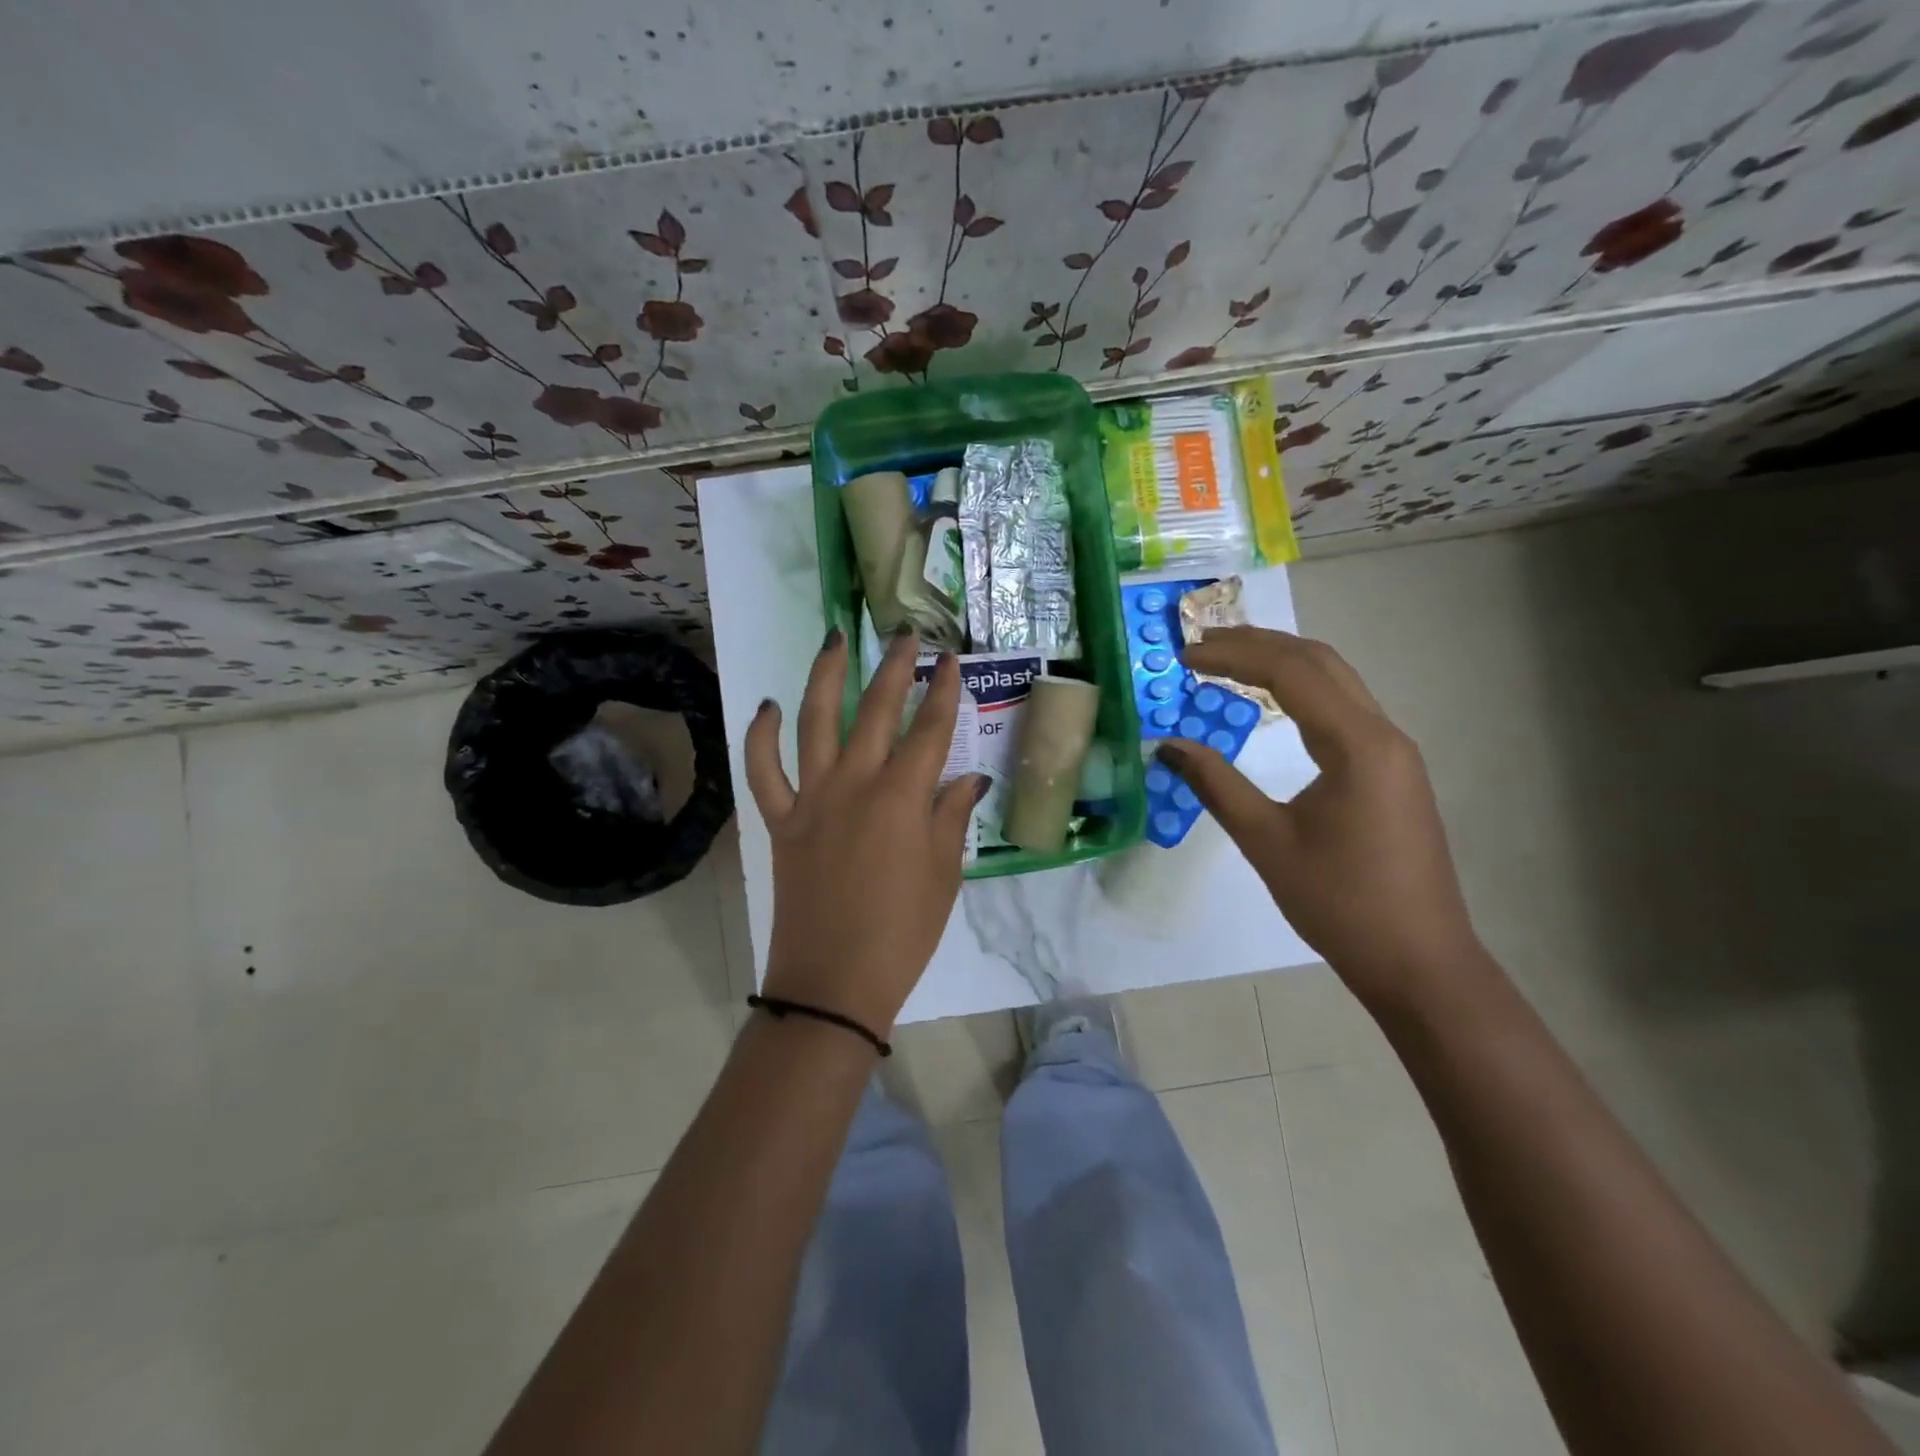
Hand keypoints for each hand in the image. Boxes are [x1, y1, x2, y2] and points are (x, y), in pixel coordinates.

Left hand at [744, 628, 984, 1035]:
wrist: (834, 981)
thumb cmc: (903, 932)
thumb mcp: (945, 875)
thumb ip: (953, 818)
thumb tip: (968, 779)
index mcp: (903, 798)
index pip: (930, 730)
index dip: (944, 692)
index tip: (951, 661)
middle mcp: (856, 784)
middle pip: (876, 710)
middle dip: (895, 667)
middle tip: (906, 636)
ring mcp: (812, 798)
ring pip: (815, 722)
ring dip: (825, 677)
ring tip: (834, 641)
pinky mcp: (781, 820)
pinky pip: (763, 771)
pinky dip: (762, 737)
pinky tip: (769, 707)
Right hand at [1158, 627, 1488, 1012]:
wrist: (1418, 962)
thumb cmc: (1339, 903)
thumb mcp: (1267, 841)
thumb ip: (1216, 785)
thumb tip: (1167, 745)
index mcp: (1358, 744)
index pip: (1290, 672)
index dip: (1232, 655)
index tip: (1184, 656)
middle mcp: (1383, 734)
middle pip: (1319, 662)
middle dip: (1257, 644)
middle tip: (1200, 646)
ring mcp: (1393, 751)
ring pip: (1335, 681)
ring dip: (1281, 662)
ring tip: (1226, 660)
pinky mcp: (1391, 771)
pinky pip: (1343, 708)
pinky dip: (1300, 690)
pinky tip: (1272, 701)